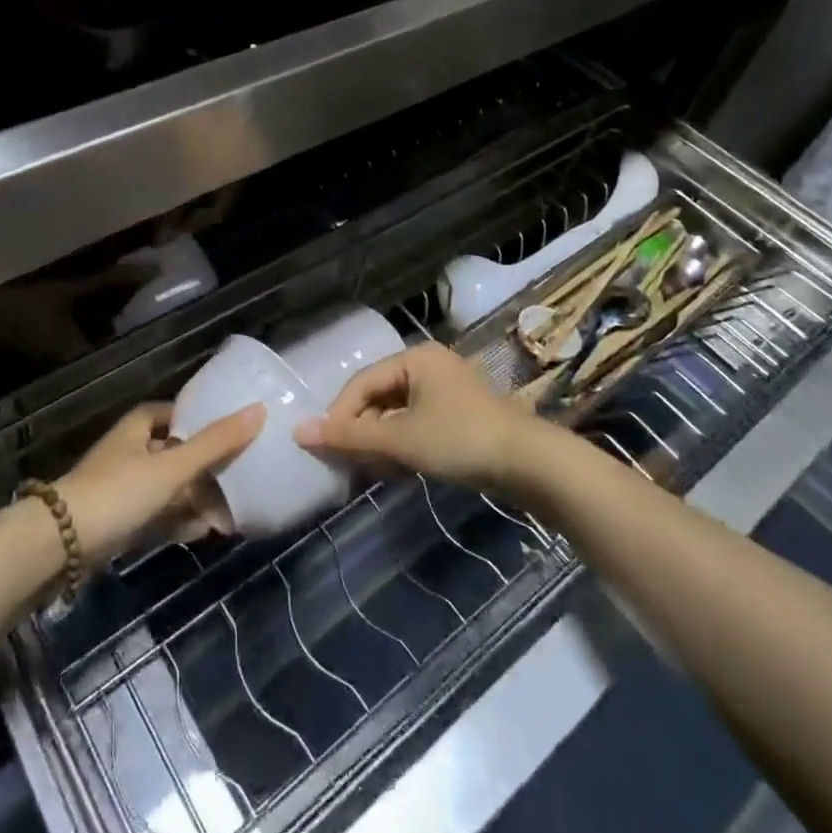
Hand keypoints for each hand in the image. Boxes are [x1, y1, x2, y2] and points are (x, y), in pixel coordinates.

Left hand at [57, 402, 263, 564]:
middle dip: (206, 466)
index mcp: (138, 427)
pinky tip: (206, 532)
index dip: (202, 420)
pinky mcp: (118, 522)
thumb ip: (216, 443)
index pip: (176, 413)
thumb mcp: (172, 466)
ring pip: (169, 487)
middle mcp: (130, 451)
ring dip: (197, 498)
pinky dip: (180, 521)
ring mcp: (122, 489)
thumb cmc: (118, 492)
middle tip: (242, 476)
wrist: (59, 546)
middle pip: (175, 452)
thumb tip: (259, 409)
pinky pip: (158, 516)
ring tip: (234, 509)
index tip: (233, 431)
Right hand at [293, 342, 538, 491]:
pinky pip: (417, 426)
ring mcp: (447, 392)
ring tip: (377, 473)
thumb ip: (351, 436)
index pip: (362, 383)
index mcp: (415, 358)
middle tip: (351, 466)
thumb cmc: (461, 440)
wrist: (532, 466)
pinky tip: (402, 473)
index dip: (340, 415)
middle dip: (364, 433)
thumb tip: (299, 432)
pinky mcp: (460, 418)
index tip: (325, 449)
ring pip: (398, 416)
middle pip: (379, 398)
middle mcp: (429, 367)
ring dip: (383, 444)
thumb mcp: (401, 440)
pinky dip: (404, 448)